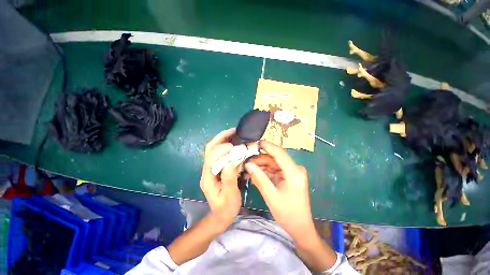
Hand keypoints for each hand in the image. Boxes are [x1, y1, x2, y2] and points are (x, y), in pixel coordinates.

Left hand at [200, 128, 240, 232]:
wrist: (221, 215)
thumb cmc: (225, 208)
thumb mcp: (229, 196)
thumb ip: (229, 180)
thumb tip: (230, 163)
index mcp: (208, 177)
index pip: (211, 157)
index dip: (220, 149)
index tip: (233, 146)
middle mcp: (207, 170)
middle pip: (210, 149)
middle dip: (221, 138)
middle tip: (233, 131)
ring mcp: (211, 169)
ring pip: (214, 149)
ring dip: (223, 139)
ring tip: (235, 134)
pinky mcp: (217, 169)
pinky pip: (220, 154)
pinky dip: (227, 146)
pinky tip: (235, 144)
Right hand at [244, 141, 315, 241]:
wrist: (300, 228)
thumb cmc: (288, 214)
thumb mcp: (271, 196)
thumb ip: (259, 178)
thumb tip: (248, 164)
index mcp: (294, 172)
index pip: (279, 153)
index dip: (267, 146)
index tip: (255, 142)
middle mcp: (294, 169)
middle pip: (274, 158)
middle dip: (260, 159)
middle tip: (246, 161)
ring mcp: (291, 172)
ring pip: (273, 164)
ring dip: (261, 166)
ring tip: (247, 168)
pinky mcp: (288, 177)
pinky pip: (274, 170)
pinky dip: (265, 172)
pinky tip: (254, 174)